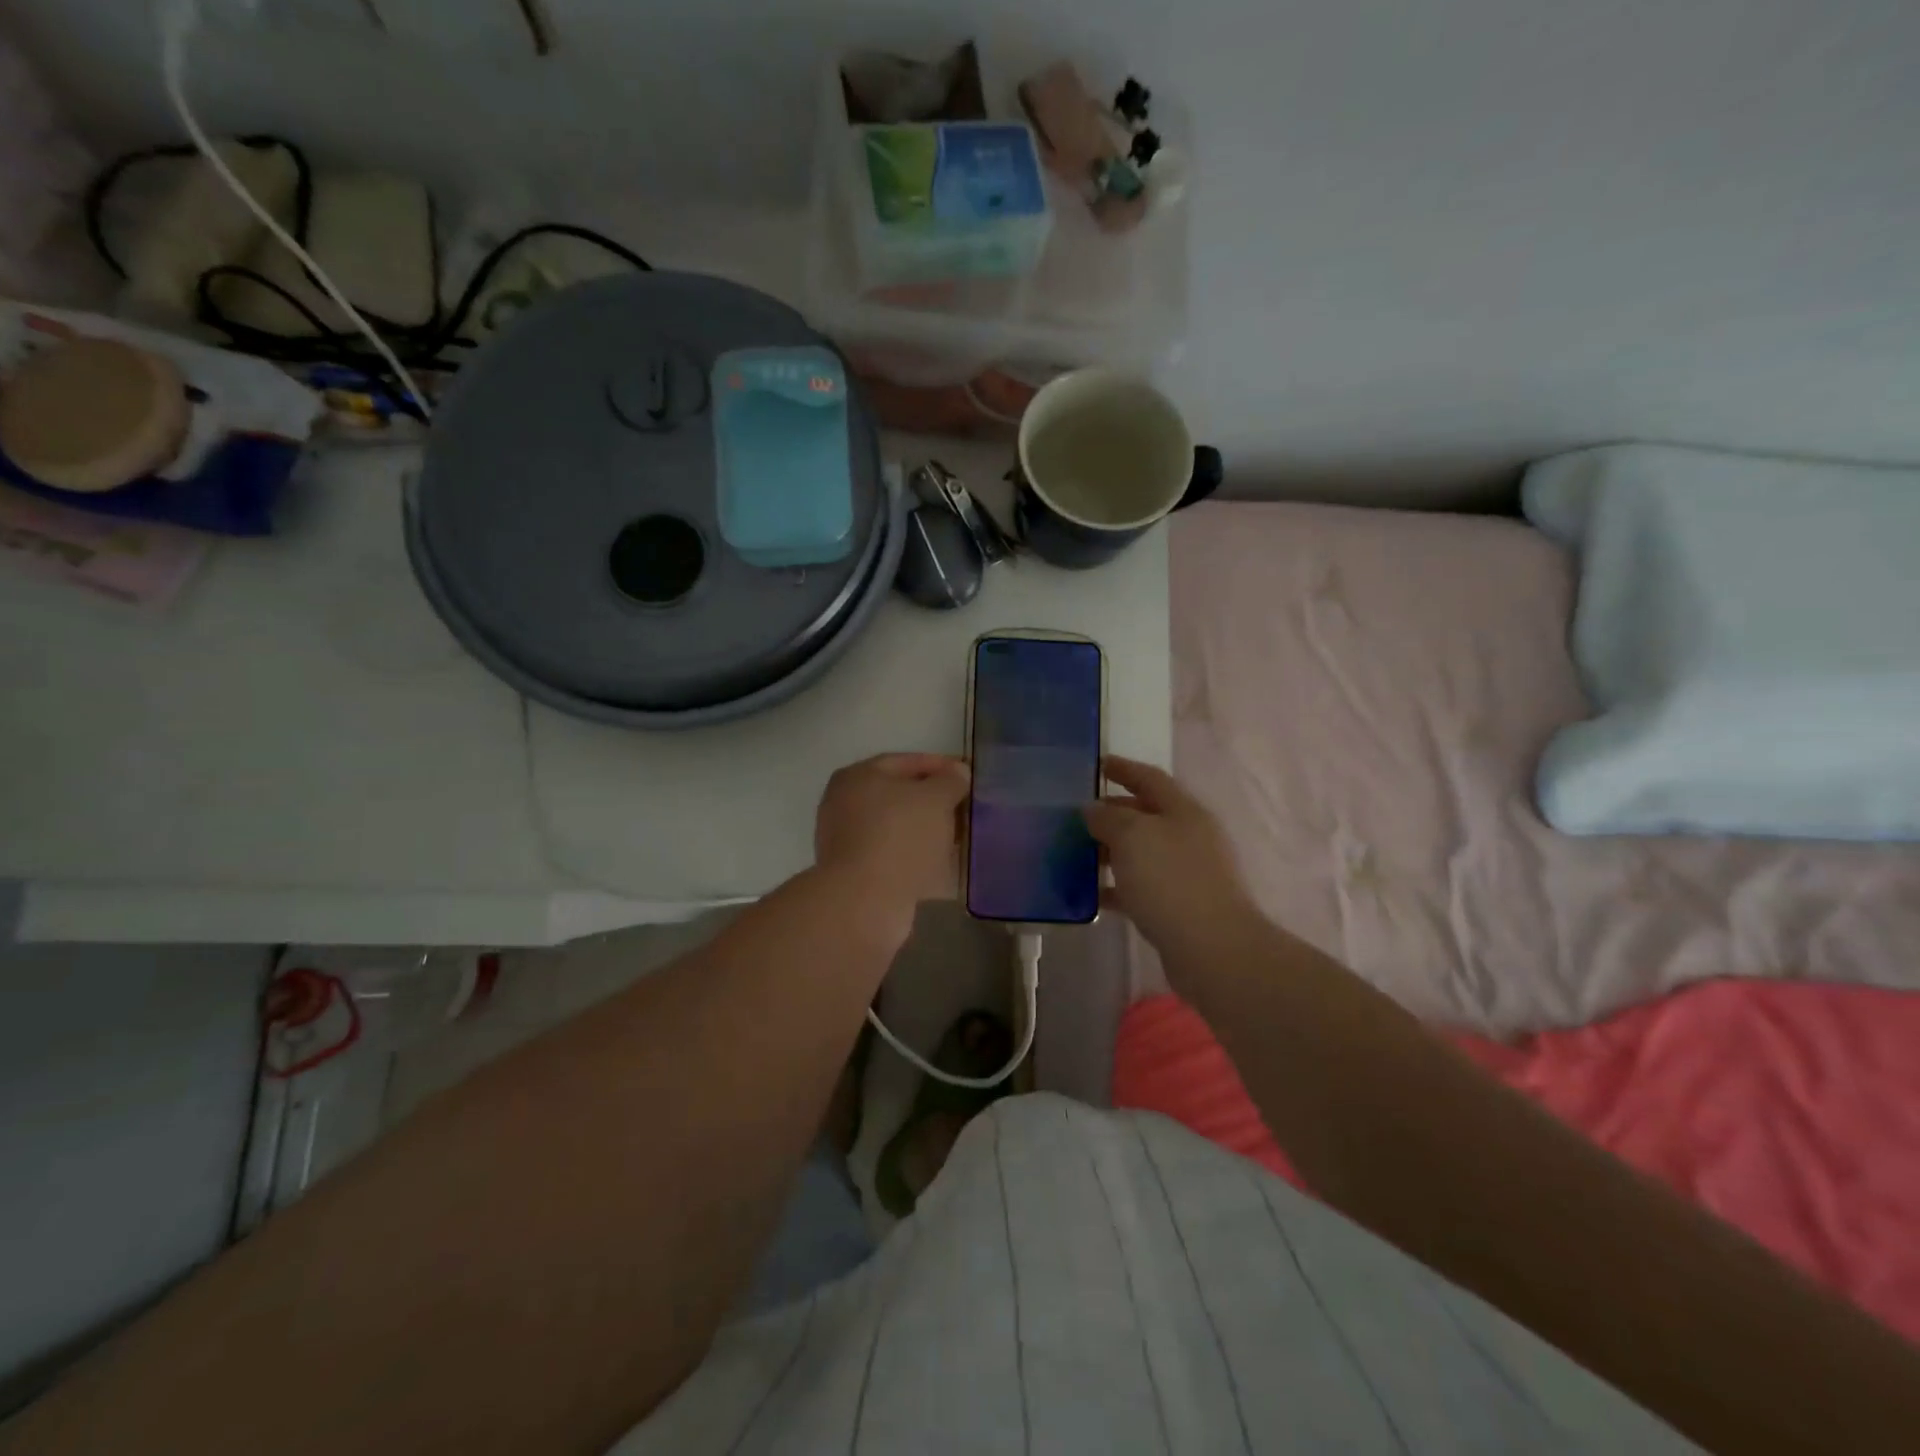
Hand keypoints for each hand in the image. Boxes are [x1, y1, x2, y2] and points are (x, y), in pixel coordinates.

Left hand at [814, 754, 969, 939]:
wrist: (865, 902)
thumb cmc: (900, 837)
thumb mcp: (935, 799)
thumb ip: (950, 781)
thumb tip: (957, 772)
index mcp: (857, 776)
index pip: (905, 762)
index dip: (939, 765)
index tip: (966, 775)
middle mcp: (844, 803)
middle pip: (897, 794)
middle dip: (932, 799)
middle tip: (963, 806)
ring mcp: (846, 840)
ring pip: (895, 826)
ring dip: (925, 829)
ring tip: (957, 834)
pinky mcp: (854, 872)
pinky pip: (892, 853)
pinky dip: (915, 853)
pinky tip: (939, 861)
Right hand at [1083, 757, 1258, 957]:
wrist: (1213, 949)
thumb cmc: (1171, 881)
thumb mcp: (1132, 837)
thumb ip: (1108, 818)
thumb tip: (1093, 810)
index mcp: (1183, 811)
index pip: (1150, 778)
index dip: (1124, 768)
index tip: (1098, 764)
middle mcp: (1189, 836)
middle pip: (1147, 815)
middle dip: (1113, 812)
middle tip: (1078, 814)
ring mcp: (1188, 873)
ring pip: (1142, 852)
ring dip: (1111, 850)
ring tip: (1077, 854)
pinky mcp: (1180, 906)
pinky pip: (1142, 887)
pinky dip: (1117, 886)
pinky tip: (1092, 894)